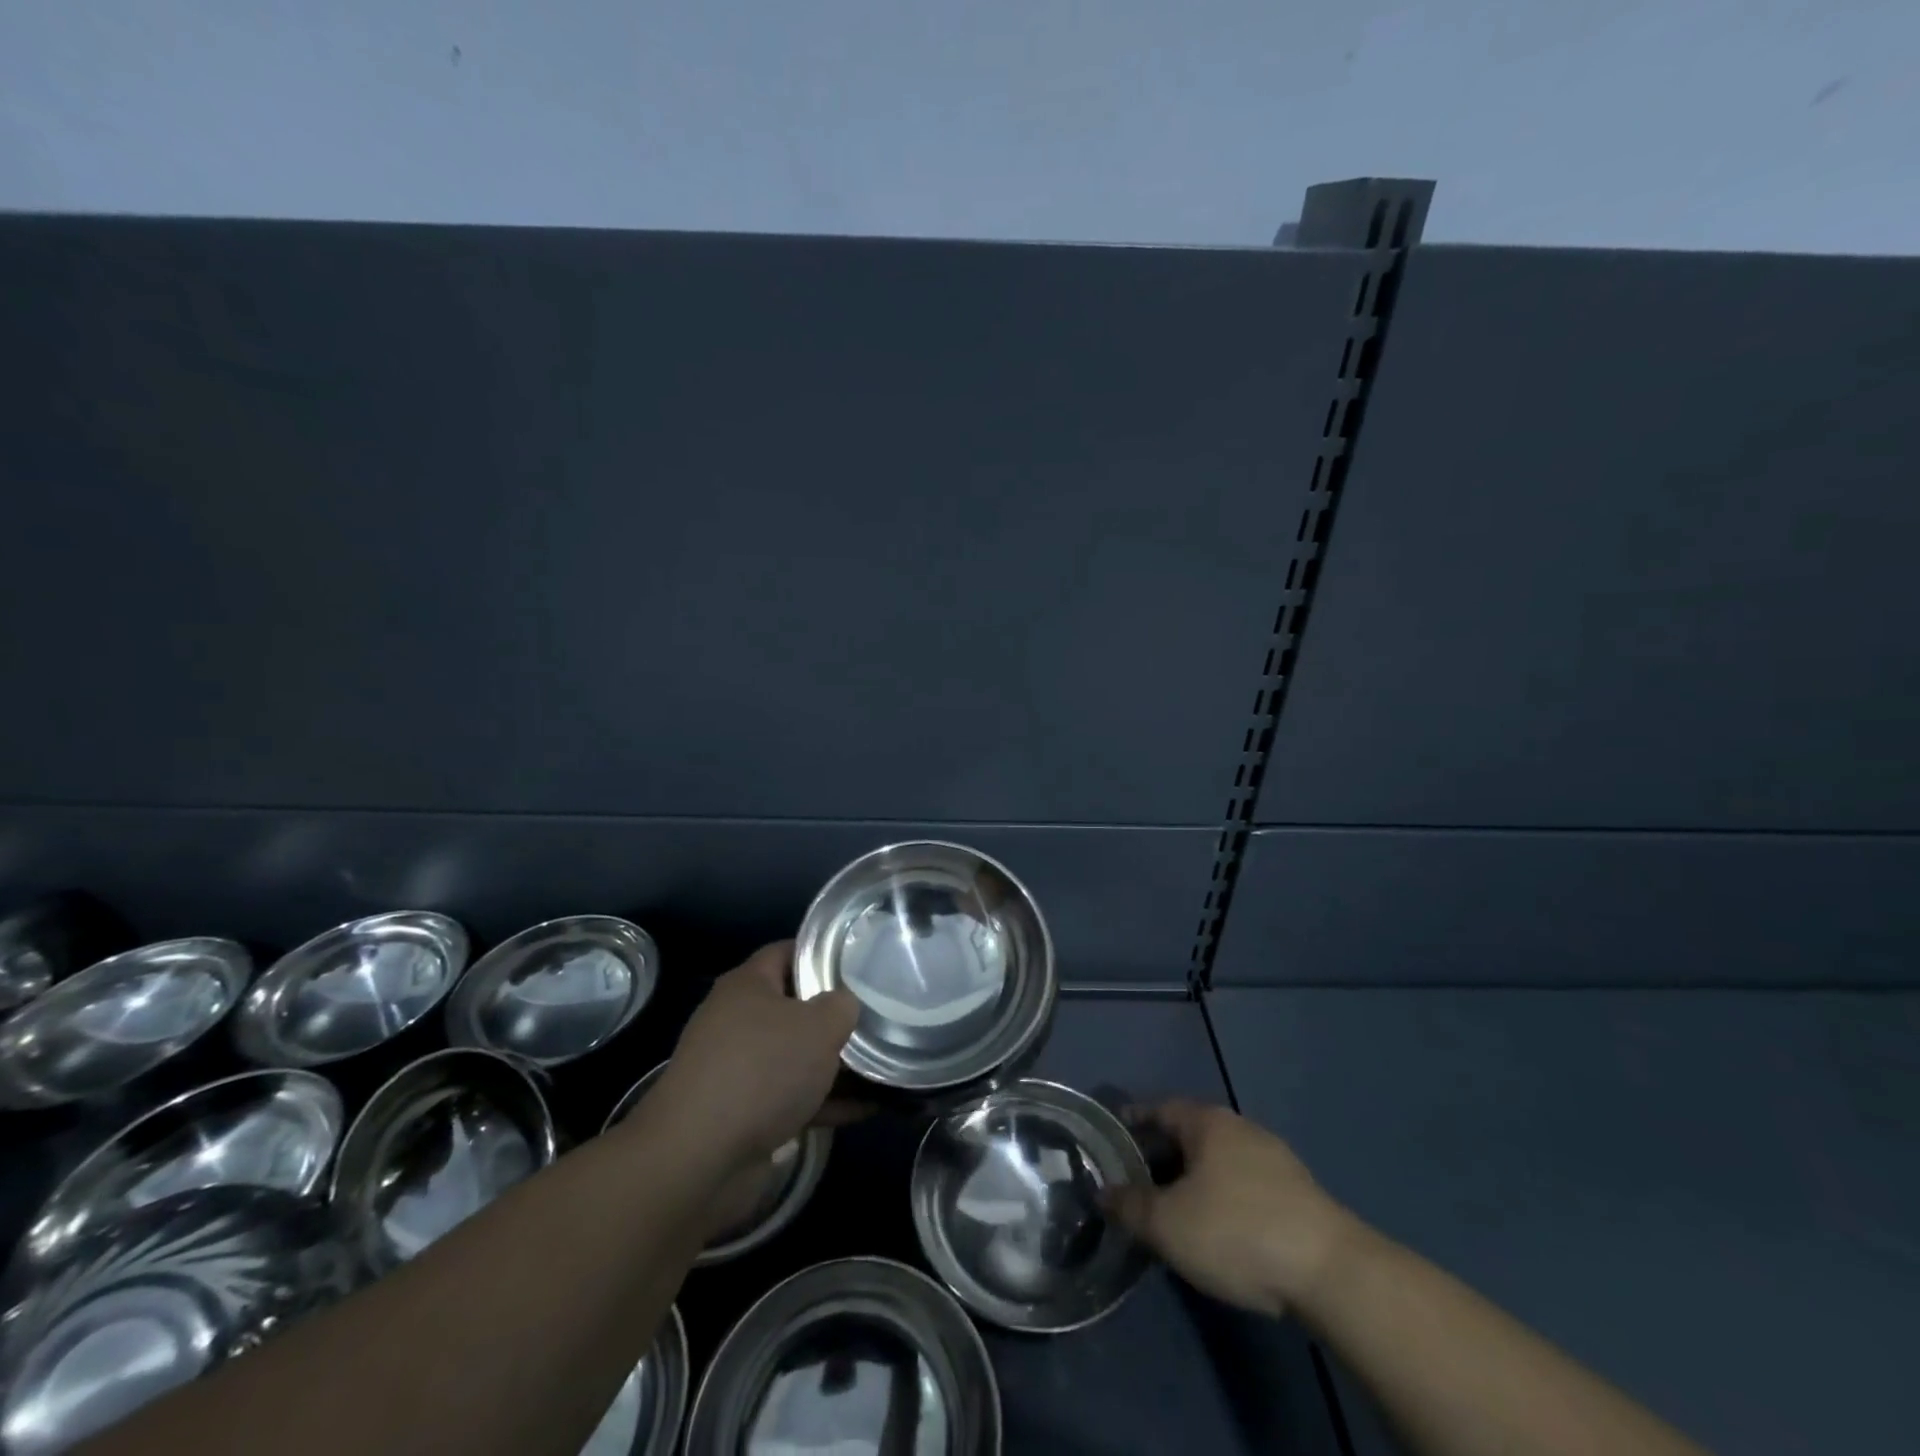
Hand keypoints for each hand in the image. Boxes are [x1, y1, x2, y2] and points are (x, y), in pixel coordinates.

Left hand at [653, 942, 859, 1167]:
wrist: (700, 1160)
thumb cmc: (763, 1070)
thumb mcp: (819, 1025)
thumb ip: (841, 1006)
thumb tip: (844, 1005)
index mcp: (747, 986)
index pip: (787, 952)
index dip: (823, 953)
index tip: (860, 962)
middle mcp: (737, 1021)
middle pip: (794, 1007)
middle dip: (835, 1014)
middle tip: (878, 1014)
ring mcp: (738, 1070)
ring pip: (796, 1056)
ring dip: (835, 1063)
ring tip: (883, 1063)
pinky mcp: (743, 1115)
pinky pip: (793, 1098)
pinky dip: (826, 1101)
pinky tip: (867, 1108)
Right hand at [1103, 1099, 1358, 1317]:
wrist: (1330, 1272)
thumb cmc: (1236, 1232)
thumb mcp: (1168, 1224)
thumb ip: (1129, 1206)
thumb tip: (1102, 1192)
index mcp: (1207, 1122)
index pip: (1159, 1108)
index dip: (1133, 1121)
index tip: (1113, 1136)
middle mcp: (1240, 1128)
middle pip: (1189, 1133)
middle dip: (1162, 1154)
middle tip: (1137, 1179)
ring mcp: (1275, 1158)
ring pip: (1219, 1160)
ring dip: (1194, 1177)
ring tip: (1174, 1206)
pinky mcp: (1298, 1193)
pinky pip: (1245, 1183)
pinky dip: (1223, 1196)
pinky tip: (1218, 1226)